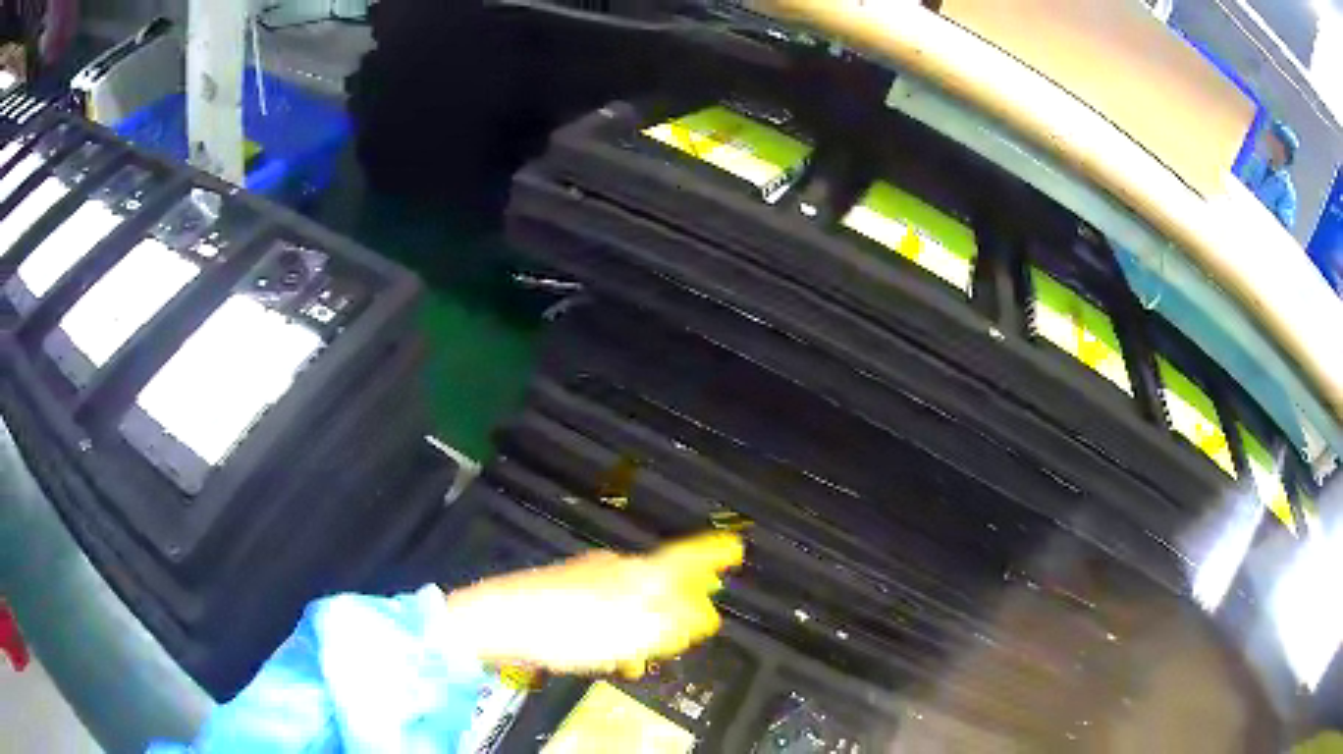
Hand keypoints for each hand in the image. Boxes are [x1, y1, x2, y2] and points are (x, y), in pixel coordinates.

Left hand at [443, 532, 743, 677]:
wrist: (502, 619)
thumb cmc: (569, 628)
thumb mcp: (629, 633)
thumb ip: (671, 623)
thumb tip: (706, 614)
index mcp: (635, 574)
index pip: (683, 559)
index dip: (710, 556)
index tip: (733, 549)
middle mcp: (614, 569)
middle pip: (658, 582)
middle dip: (677, 605)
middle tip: (688, 630)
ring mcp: (586, 579)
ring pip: (631, 602)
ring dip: (645, 627)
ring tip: (643, 658)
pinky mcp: (565, 594)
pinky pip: (605, 612)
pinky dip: (618, 633)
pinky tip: (609, 656)